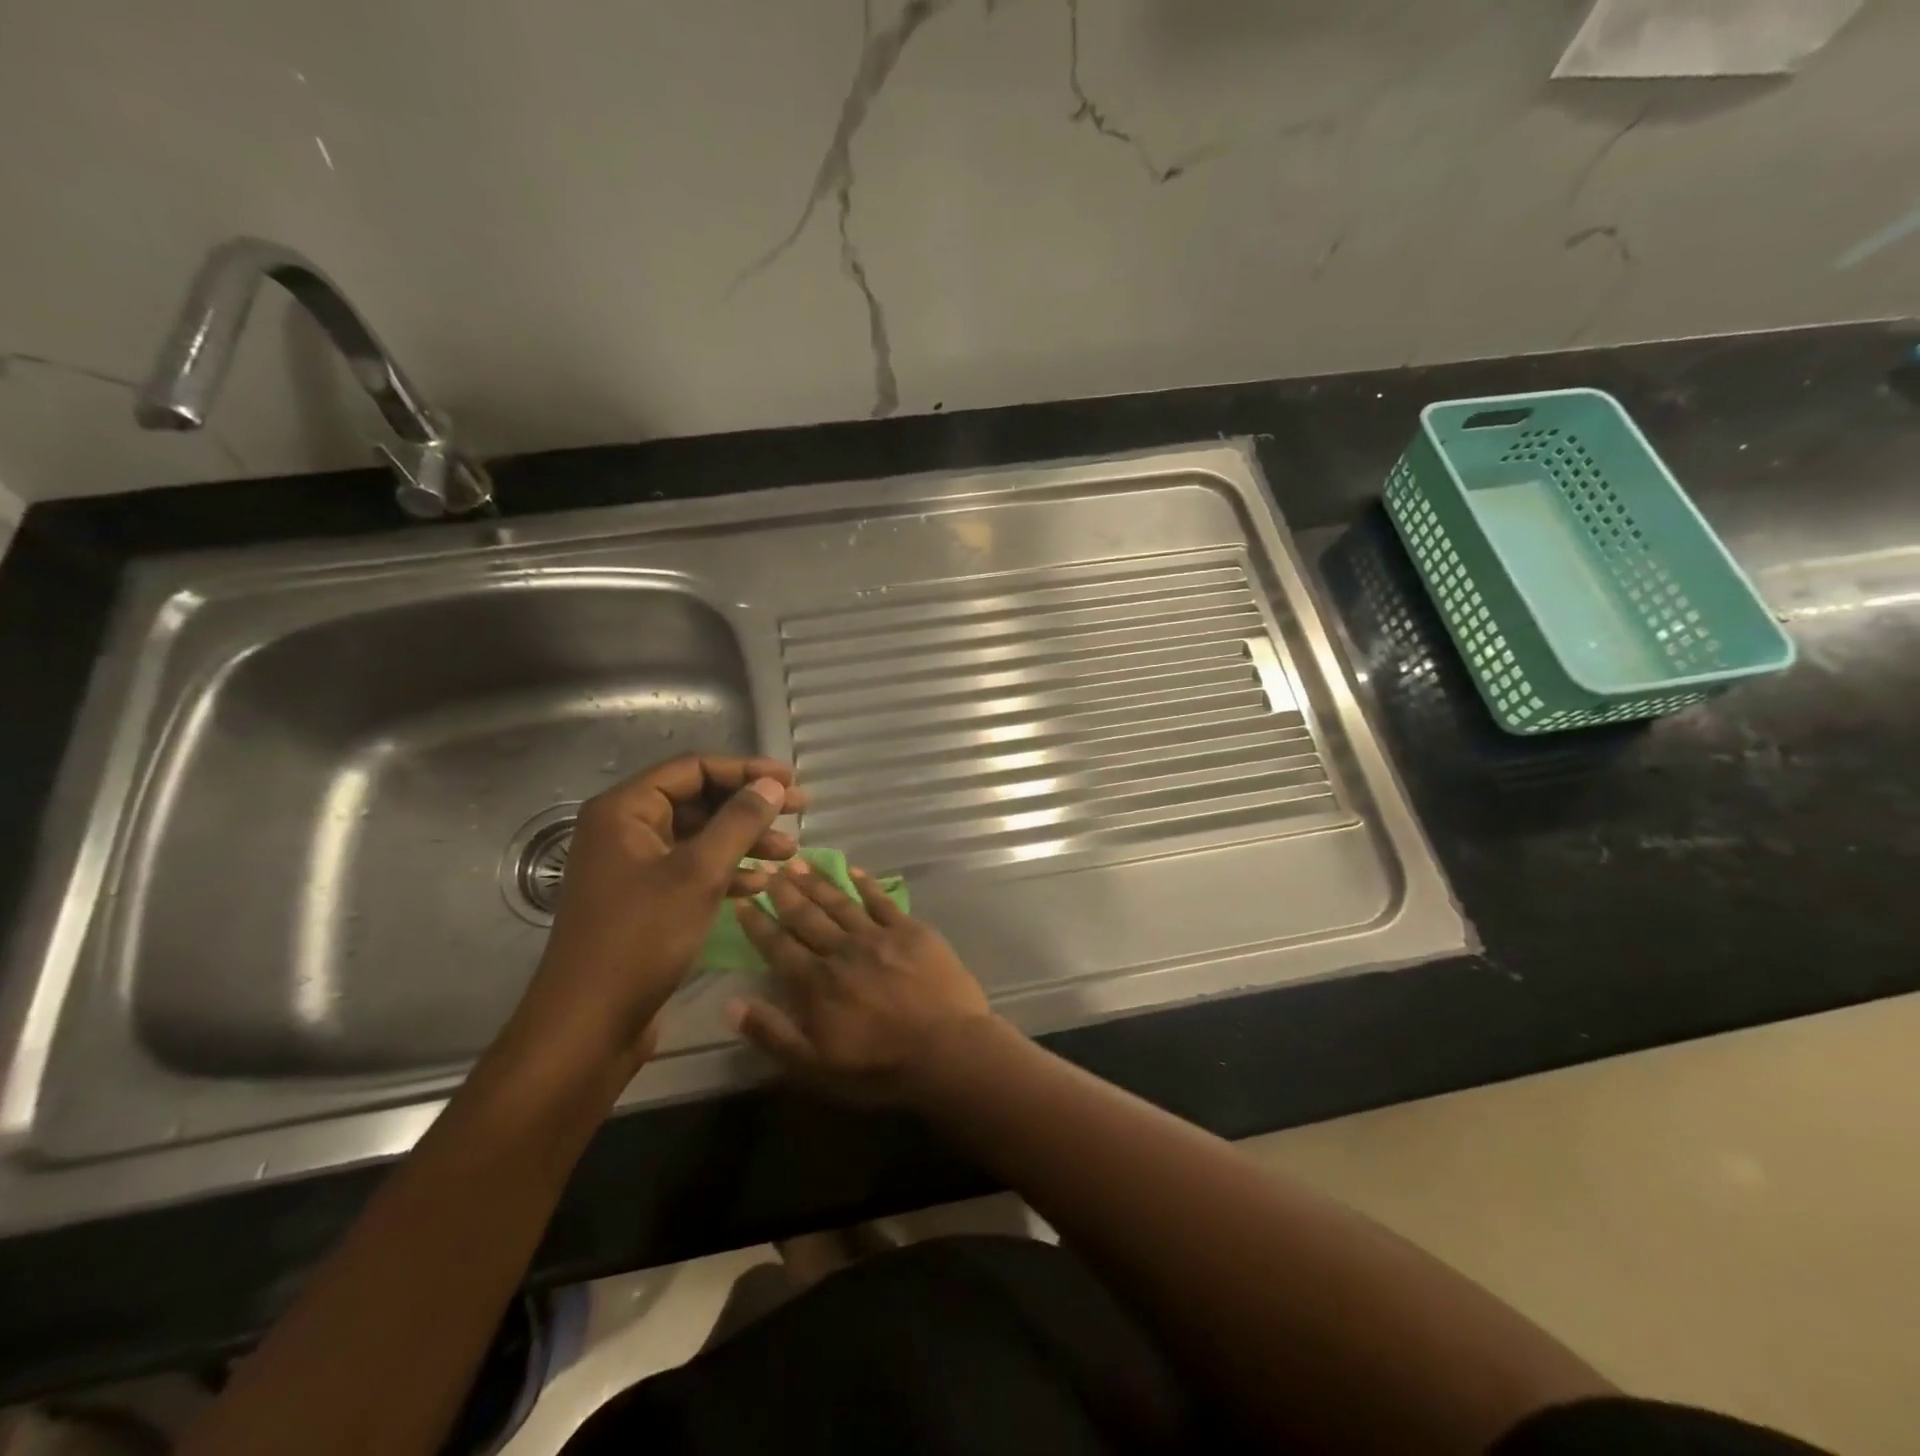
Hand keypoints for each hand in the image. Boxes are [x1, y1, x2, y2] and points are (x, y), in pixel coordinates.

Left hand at [512, 755, 805, 1075]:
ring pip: (699, 838)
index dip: (746, 771)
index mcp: (625, 810)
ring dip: (744, 842)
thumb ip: (739, 822)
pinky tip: (761, 885)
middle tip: (798, 814)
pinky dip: (727, 872)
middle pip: (698, 801)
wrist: (590, 1024)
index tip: (791, 783)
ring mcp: (633, 867)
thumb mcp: (699, 873)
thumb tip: (772, 784)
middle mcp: (625, 830)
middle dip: (749, 809)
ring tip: (788, 856)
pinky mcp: (644, 900)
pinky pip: (691, 870)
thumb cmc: (642, 938)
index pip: (694, 769)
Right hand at [726, 859, 991, 1102]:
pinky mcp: (911, 931)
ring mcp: (878, 936)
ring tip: (799, 862)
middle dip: (785, 892)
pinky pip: (883, 901)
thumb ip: (772, 1033)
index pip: (778, 946)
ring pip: (840, 903)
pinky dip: (866, 885)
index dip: (758, 923)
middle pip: (807, 916)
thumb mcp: (815, 1067)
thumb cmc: (879, 1067)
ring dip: (818, 882)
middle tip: (769, 868)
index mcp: (816, 982)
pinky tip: (854, 871)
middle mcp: (842, 951)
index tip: (742, 900)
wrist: (946, 1050)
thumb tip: (731, 1004)